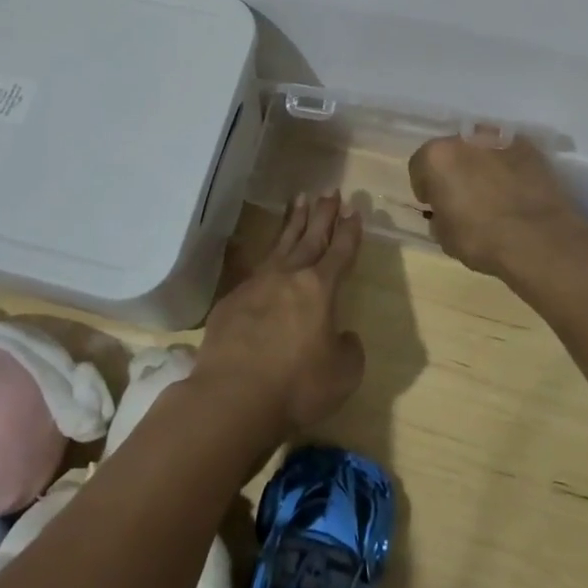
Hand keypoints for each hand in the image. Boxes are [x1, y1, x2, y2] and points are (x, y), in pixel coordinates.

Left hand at [194, 194, 366, 443]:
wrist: (233, 396)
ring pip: (281, 244)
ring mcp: (257, 284)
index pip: (340, 252)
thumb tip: (342, 335)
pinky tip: (266, 254)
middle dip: (323, 214)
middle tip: (330, 191)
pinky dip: (266, 255)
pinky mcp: (232, 300)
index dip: (349, 231)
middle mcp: (289, 277)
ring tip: (300, 199)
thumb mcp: (343, 374)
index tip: (355, 210)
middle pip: (310, 237)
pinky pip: (254, 268)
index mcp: (320, 289)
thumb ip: (348, 348)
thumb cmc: (297, 386)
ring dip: (293, 222)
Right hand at [408, 135, 587, 281]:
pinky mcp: (529, 147)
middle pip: (451, 151)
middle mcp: (465, 138)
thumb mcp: (445, 237)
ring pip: (481, 149)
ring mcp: (500, 139)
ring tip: (493, 192)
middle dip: (454, 170)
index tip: (434, 205)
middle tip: (464, 197)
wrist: (540, 238)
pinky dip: (508, 167)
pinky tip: (516, 190)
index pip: (419, 166)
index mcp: (437, 157)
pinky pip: (508, 154)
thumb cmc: (482, 239)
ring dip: (481, 165)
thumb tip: (446, 212)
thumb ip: (439, 216)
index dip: (425, 187)